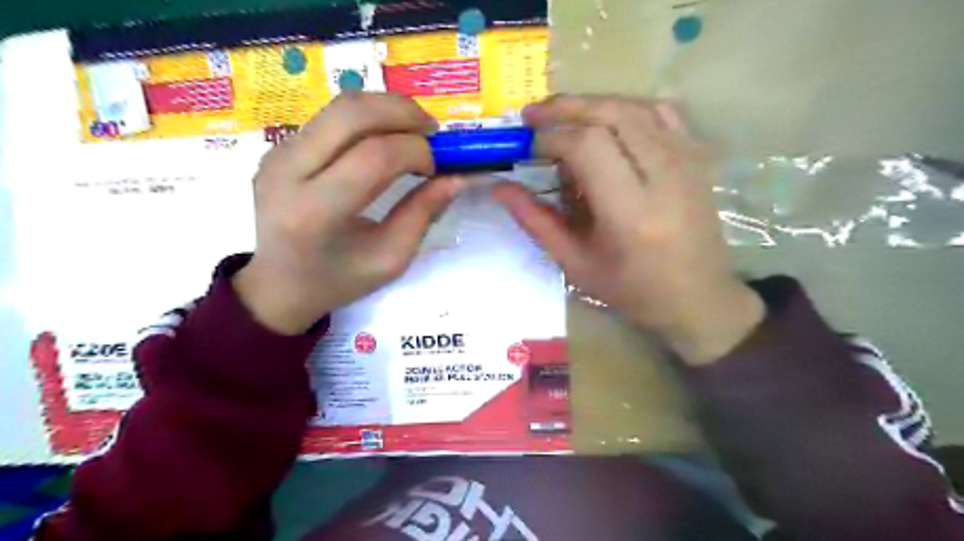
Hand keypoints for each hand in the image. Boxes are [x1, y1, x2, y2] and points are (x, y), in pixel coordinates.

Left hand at [230, 95, 460, 334]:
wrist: (278, 285)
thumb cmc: (338, 281)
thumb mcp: (390, 259)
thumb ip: (423, 214)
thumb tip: (455, 178)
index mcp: (316, 211)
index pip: (375, 156)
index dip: (416, 151)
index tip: (436, 168)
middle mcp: (288, 171)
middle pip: (351, 113)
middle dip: (403, 112)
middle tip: (433, 130)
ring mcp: (277, 154)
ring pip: (340, 106)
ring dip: (386, 109)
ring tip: (414, 131)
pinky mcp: (278, 147)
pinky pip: (330, 118)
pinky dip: (367, 119)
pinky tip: (385, 140)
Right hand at [493, 94, 765, 366]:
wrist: (697, 297)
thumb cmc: (631, 290)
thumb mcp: (575, 263)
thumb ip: (536, 221)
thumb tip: (500, 187)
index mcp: (632, 212)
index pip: (588, 147)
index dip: (551, 138)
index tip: (526, 145)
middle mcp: (664, 176)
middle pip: (612, 114)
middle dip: (566, 108)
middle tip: (532, 115)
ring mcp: (687, 161)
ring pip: (635, 107)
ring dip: (592, 104)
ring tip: (561, 115)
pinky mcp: (697, 158)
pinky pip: (661, 112)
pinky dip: (626, 107)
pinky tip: (607, 120)